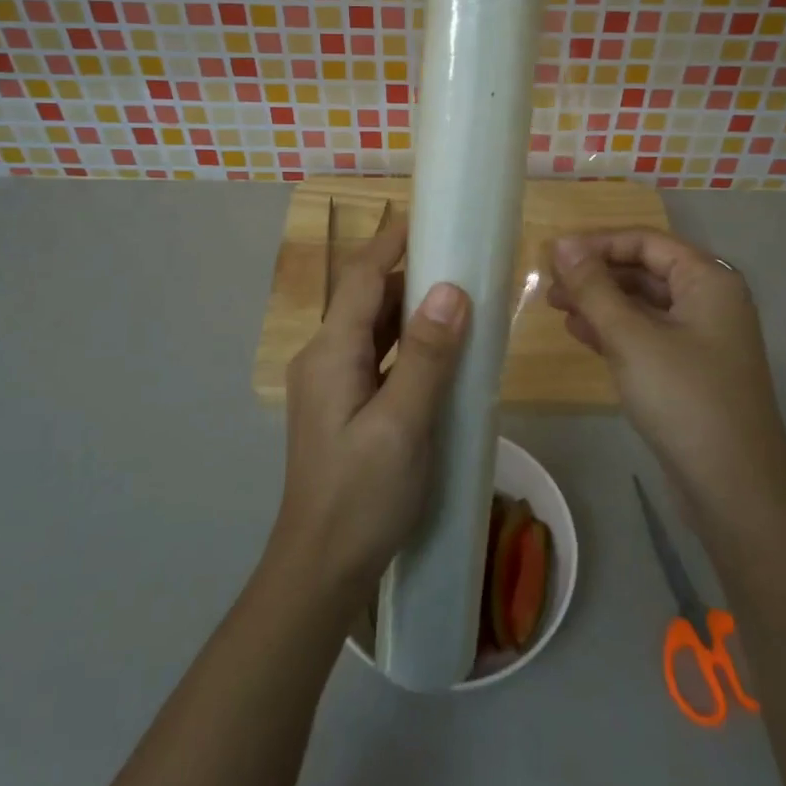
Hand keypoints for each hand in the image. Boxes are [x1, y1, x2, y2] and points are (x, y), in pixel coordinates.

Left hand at [275, 217, 469, 606]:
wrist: (322, 567)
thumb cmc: (362, 496)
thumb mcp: (402, 424)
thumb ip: (427, 357)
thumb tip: (450, 290)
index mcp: (331, 353)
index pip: (362, 277)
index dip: (394, 242)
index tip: (432, 217)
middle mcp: (325, 358)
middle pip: (368, 299)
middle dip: (411, 275)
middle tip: (464, 261)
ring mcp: (332, 385)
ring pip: (375, 330)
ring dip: (412, 312)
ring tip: (462, 299)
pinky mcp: (345, 407)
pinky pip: (378, 359)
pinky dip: (408, 346)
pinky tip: (442, 355)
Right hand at [547, 229, 785, 523]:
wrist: (733, 487)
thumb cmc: (683, 397)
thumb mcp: (631, 337)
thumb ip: (594, 288)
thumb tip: (563, 244)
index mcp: (709, 280)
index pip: (647, 242)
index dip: (598, 244)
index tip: (554, 256)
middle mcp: (710, 301)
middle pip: (646, 270)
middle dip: (597, 274)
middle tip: (550, 285)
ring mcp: (702, 338)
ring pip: (643, 305)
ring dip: (601, 302)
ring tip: (556, 307)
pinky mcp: (690, 370)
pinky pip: (647, 335)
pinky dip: (614, 330)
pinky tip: (580, 333)